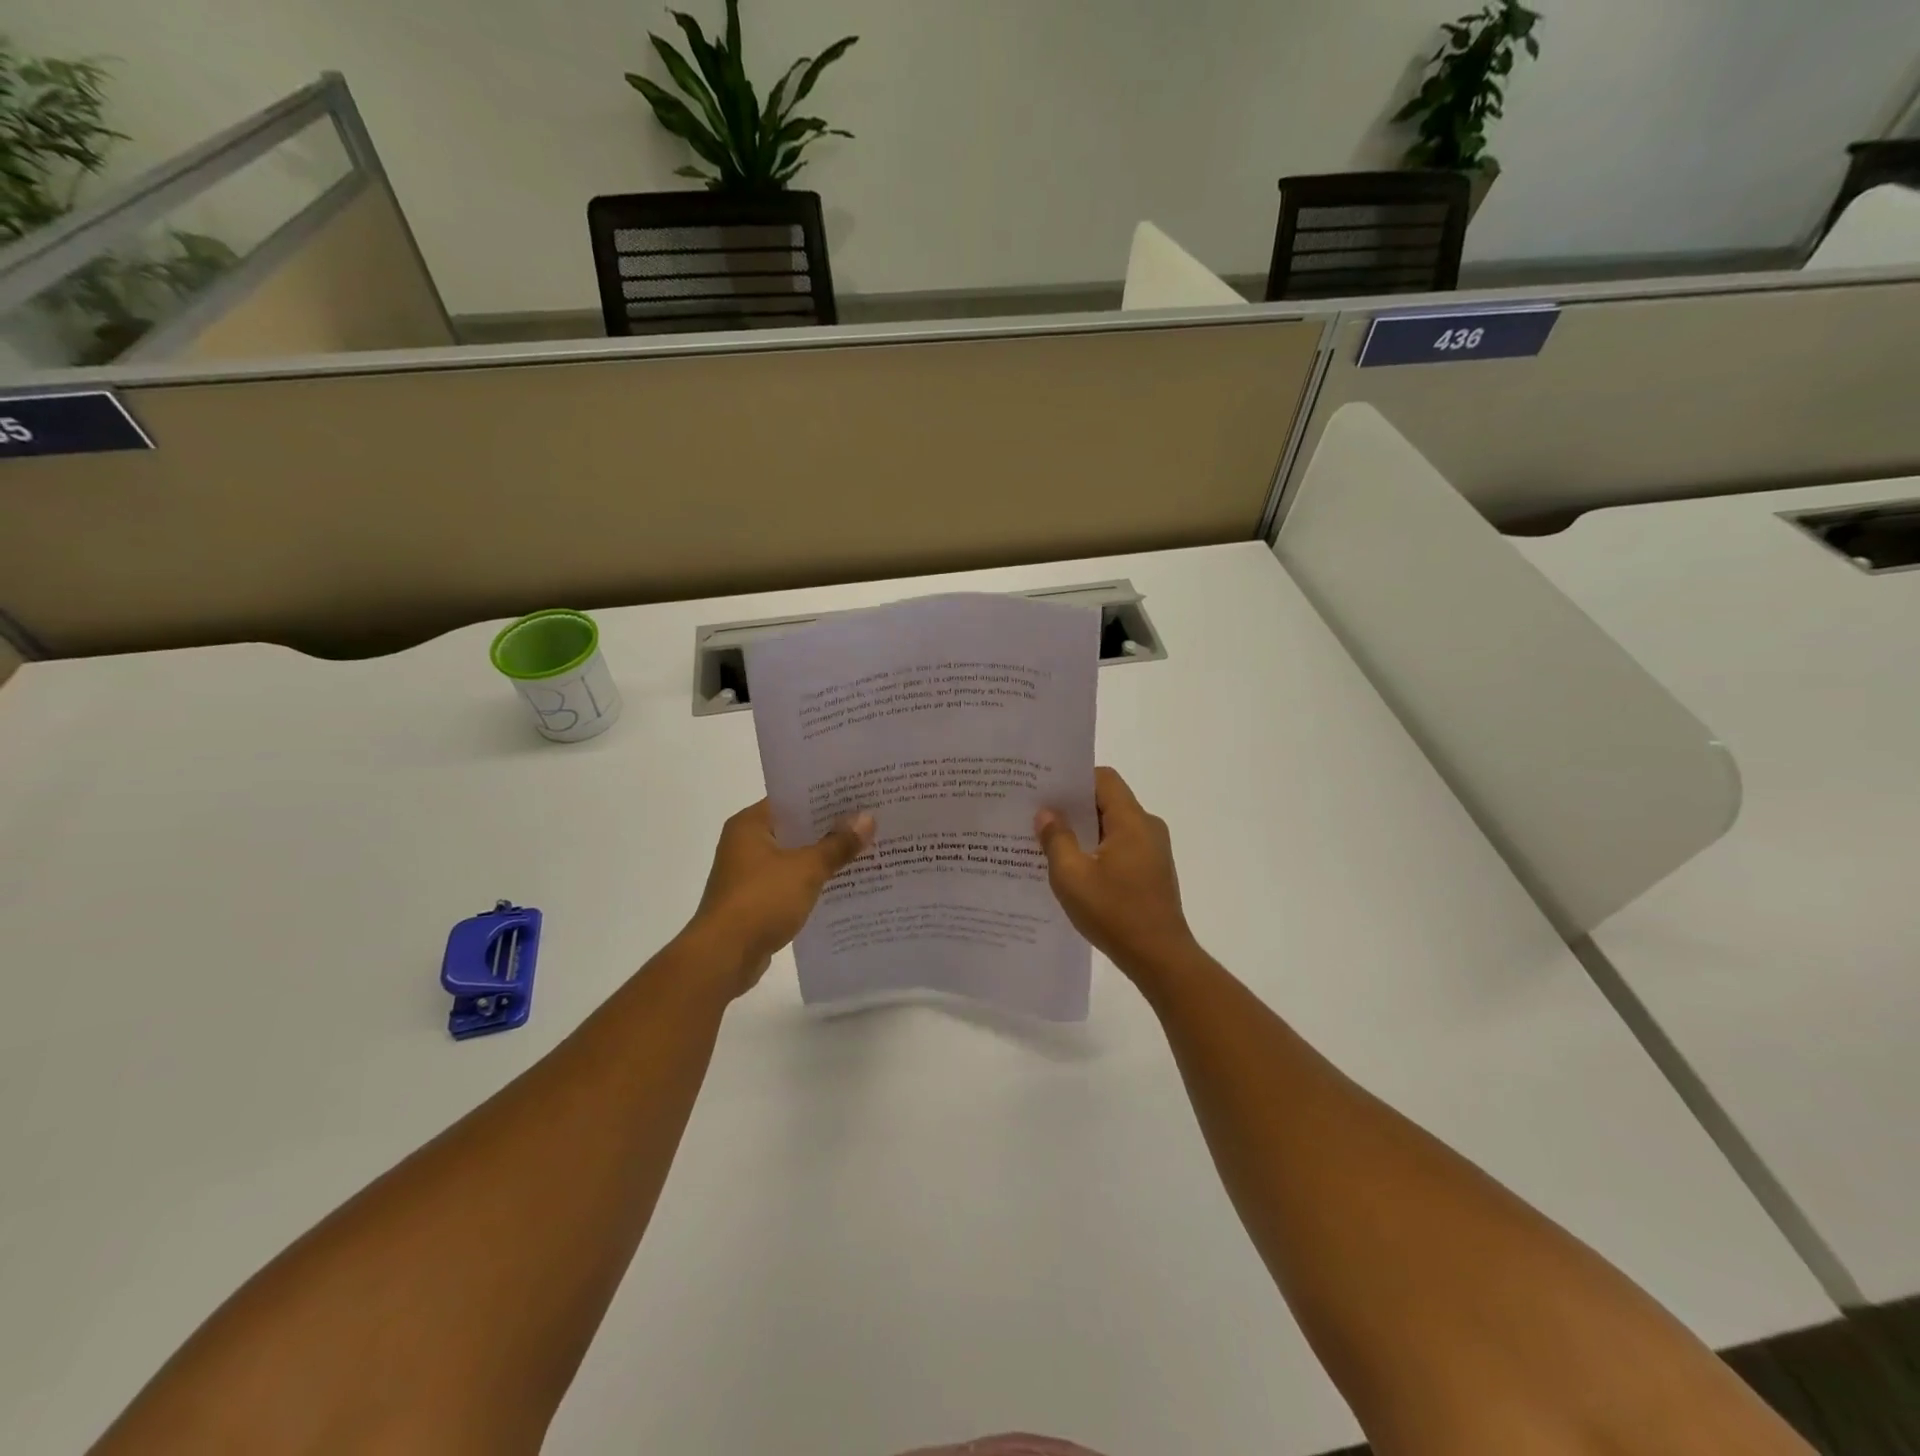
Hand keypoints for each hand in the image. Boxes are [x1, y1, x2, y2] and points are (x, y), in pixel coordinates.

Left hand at [685, 800, 873, 995]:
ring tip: (864, 850)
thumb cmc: (761, 900)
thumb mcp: (806, 869)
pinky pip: (790, 882)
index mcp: (750, 824)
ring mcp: (748, 874)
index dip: (825, 797)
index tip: (858, 795)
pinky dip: (812, 882)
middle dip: (830, 828)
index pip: (792, 799)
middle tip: (869, 821)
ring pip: (794, 857)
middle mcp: (745, 843)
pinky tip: (842, 884)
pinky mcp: (755, 901)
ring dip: (822, 857)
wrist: (723, 957)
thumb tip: (868, 818)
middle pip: (795, 828)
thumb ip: (837, 844)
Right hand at [1035, 767, 1199, 979]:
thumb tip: (1046, 813)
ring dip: (1083, 830)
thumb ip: (1056, 839)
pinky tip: (1073, 867)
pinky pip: (1120, 845)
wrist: (1160, 958)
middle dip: (1073, 806)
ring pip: (1112, 825)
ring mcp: (1153, 850)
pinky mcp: (1152, 870)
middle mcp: (1147, 827)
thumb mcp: (1072, 876)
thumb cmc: (1115, 913)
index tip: (1045, 789)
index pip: (1103, 778)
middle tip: (1038, 814)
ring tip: (1048, 841)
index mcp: (1131, 821)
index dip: (1073, 779)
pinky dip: (1097, 848)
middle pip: (1107, 800)